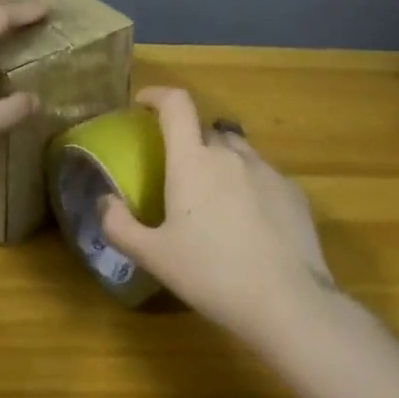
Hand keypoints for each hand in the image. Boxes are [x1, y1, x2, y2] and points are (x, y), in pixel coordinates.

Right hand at [101, 86, 335, 342]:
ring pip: (237, 151)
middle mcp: (231, 154)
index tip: (144, 103)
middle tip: (178, 174)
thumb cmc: (211, 275)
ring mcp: (267, 170)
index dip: (157, 95)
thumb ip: (120, 225)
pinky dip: (249, 185)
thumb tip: (104, 200)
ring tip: (215, 198)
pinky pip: (263, 175)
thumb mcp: (154, 257)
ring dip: (221, 161)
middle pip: (206, 130)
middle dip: (188, 142)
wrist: (287, 302)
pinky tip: (249, 223)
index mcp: (193, 161)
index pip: (176, 104)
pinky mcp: (294, 192)